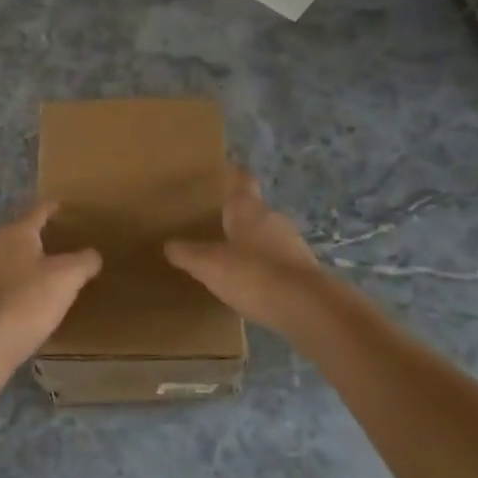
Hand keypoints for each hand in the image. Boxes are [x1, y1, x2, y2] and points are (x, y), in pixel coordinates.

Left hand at [0, 202, 102, 376]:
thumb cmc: (30, 298)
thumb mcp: (68, 277)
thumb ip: (84, 261)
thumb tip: (93, 255)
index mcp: (16, 232)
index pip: (38, 211)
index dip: (51, 207)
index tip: (61, 205)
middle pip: (21, 234)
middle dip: (39, 235)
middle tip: (61, 239)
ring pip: (11, 258)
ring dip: (28, 261)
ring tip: (49, 269)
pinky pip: (5, 282)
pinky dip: (19, 284)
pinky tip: (32, 297)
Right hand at [165, 168, 326, 333]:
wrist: (308, 308)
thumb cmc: (253, 275)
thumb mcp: (209, 265)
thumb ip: (187, 254)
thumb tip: (169, 245)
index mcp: (249, 210)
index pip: (242, 180)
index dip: (234, 174)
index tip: (226, 169)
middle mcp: (273, 219)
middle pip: (254, 210)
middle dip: (238, 216)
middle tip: (217, 223)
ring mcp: (293, 244)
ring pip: (268, 236)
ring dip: (253, 244)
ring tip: (233, 256)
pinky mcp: (305, 271)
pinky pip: (279, 262)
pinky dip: (266, 268)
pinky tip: (254, 284)